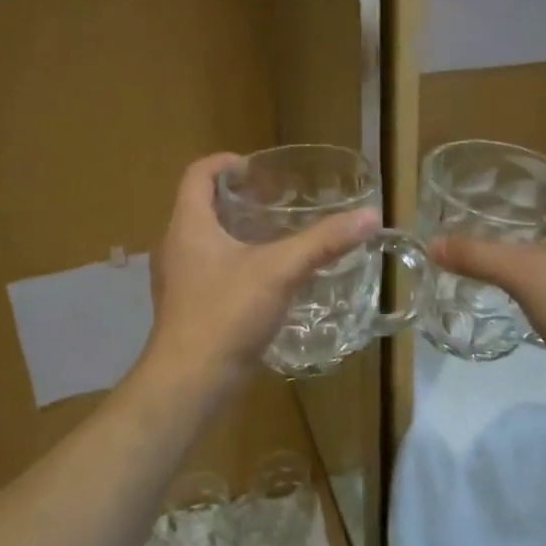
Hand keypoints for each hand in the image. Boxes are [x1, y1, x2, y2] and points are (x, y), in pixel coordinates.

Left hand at [142, 154, 379, 396]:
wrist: (189, 382)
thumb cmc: (226, 313)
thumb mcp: (280, 271)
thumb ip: (323, 242)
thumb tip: (370, 217)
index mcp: (188, 225)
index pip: (197, 174)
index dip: (224, 163)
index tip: (254, 168)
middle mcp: (174, 245)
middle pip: (199, 205)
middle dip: (233, 198)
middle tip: (271, 200)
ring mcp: (175, 279)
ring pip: (202, 240)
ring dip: (232, 231)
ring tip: (271, 235)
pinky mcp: (184, 307)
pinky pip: (205, 270)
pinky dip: (230, 262)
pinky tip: (261, 280)